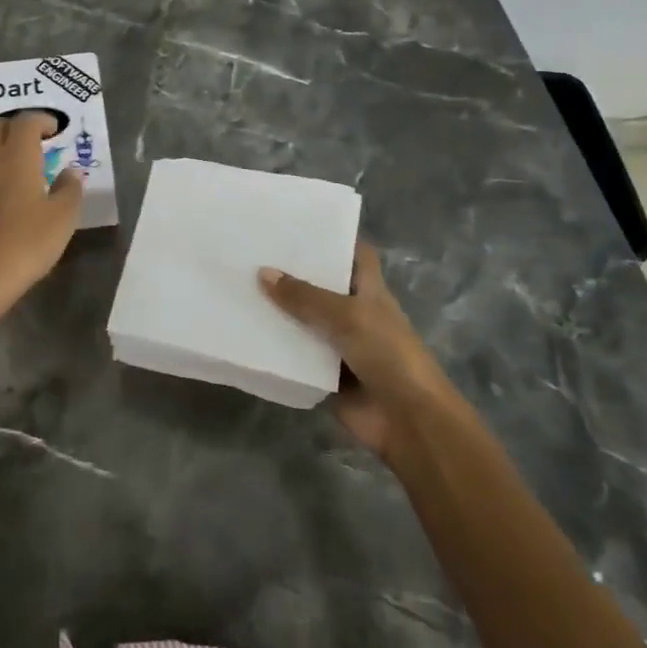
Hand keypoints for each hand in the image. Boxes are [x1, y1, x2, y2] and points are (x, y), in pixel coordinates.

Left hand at [0, 112, 84, 328]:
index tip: (56, 130)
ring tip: (21, 167)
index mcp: (16, 156)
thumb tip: (71, 171)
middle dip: (15, 126)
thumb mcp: (62, 220)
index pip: (26, 121)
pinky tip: (2, 194)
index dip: (42, 120)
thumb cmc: (24, 245)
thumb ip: (70, 190)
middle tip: (36, 142)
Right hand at [258, 242, 447, 455]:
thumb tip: (263, 272)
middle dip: (292, 273)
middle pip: (321, 286)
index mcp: (369, 290)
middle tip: (250, 252)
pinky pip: (295, 355)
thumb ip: (304, 296)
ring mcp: (339, 344)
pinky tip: (243, 331)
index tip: (296, 225)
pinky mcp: (324, 373)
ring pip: (304, 321)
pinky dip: (275, 347)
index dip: (332, 239)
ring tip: (238, 286)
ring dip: (279, 311)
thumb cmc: (387, 354)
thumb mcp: (346, 316)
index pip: (354, 254)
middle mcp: (354, 312)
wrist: (408, 421)